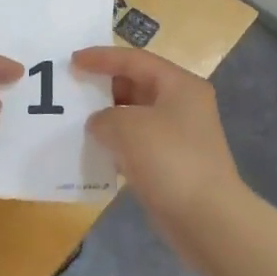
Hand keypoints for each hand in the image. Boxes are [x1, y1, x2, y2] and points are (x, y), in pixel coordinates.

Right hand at [74, 47, 242, 226]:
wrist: (205, 217)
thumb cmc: (169, 160)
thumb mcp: (127, 126)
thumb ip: (104, 117)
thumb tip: (99, 124)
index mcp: (179, 85)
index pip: (135, 60)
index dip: (102, 58)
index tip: (72, 61)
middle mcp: (182, 105)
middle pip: (137, 85)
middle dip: (104, 87)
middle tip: (71, 90)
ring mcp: (179, 137)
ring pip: (136, 117)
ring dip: (108, 118)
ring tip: (75, 121)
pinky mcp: (172, 165)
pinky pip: (137, 145)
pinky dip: (116, 145)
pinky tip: (94, 152)